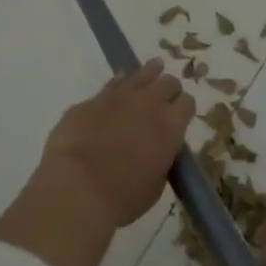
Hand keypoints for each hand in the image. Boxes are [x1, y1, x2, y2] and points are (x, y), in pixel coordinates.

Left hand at [39, 59, 194, 227]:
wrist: (77, 188)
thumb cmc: (123, 196)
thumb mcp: (156, 184)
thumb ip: (161, 159)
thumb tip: (157, 150)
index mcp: (171, 125)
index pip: (187, 103)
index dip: (183, 108)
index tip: (179, 114)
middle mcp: (149, 103)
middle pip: (167, 82)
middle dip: (168, 88)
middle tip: (165, 97)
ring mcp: (118, 97)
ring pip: (141, 74)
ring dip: (149, 73)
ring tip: (153, 68)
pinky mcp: (91, 100)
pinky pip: (112, 83)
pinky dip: (119, 83)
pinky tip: (119, 82)